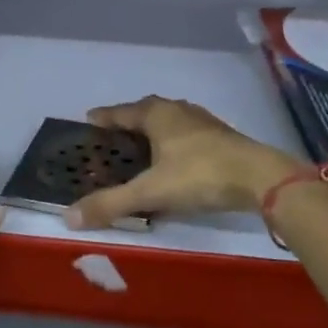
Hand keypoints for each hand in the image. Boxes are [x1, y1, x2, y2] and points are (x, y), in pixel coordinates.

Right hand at [65, 96, 303, 230]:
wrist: (259, 177)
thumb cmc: (199, 175)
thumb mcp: (151, 192)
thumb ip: (111, 204)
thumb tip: (68, 217)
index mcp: (156, 114)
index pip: (120, 112)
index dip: (103, 117)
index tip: (88, 120)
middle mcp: (177, 110)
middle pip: (144, 112)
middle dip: (127, 124)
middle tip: (110, 139)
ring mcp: (201, 121)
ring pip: (167, 122)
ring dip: (151, 132)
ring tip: (139, 150)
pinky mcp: (219, 136)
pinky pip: (184, 134)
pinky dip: (171, 143)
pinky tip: (172, 161)